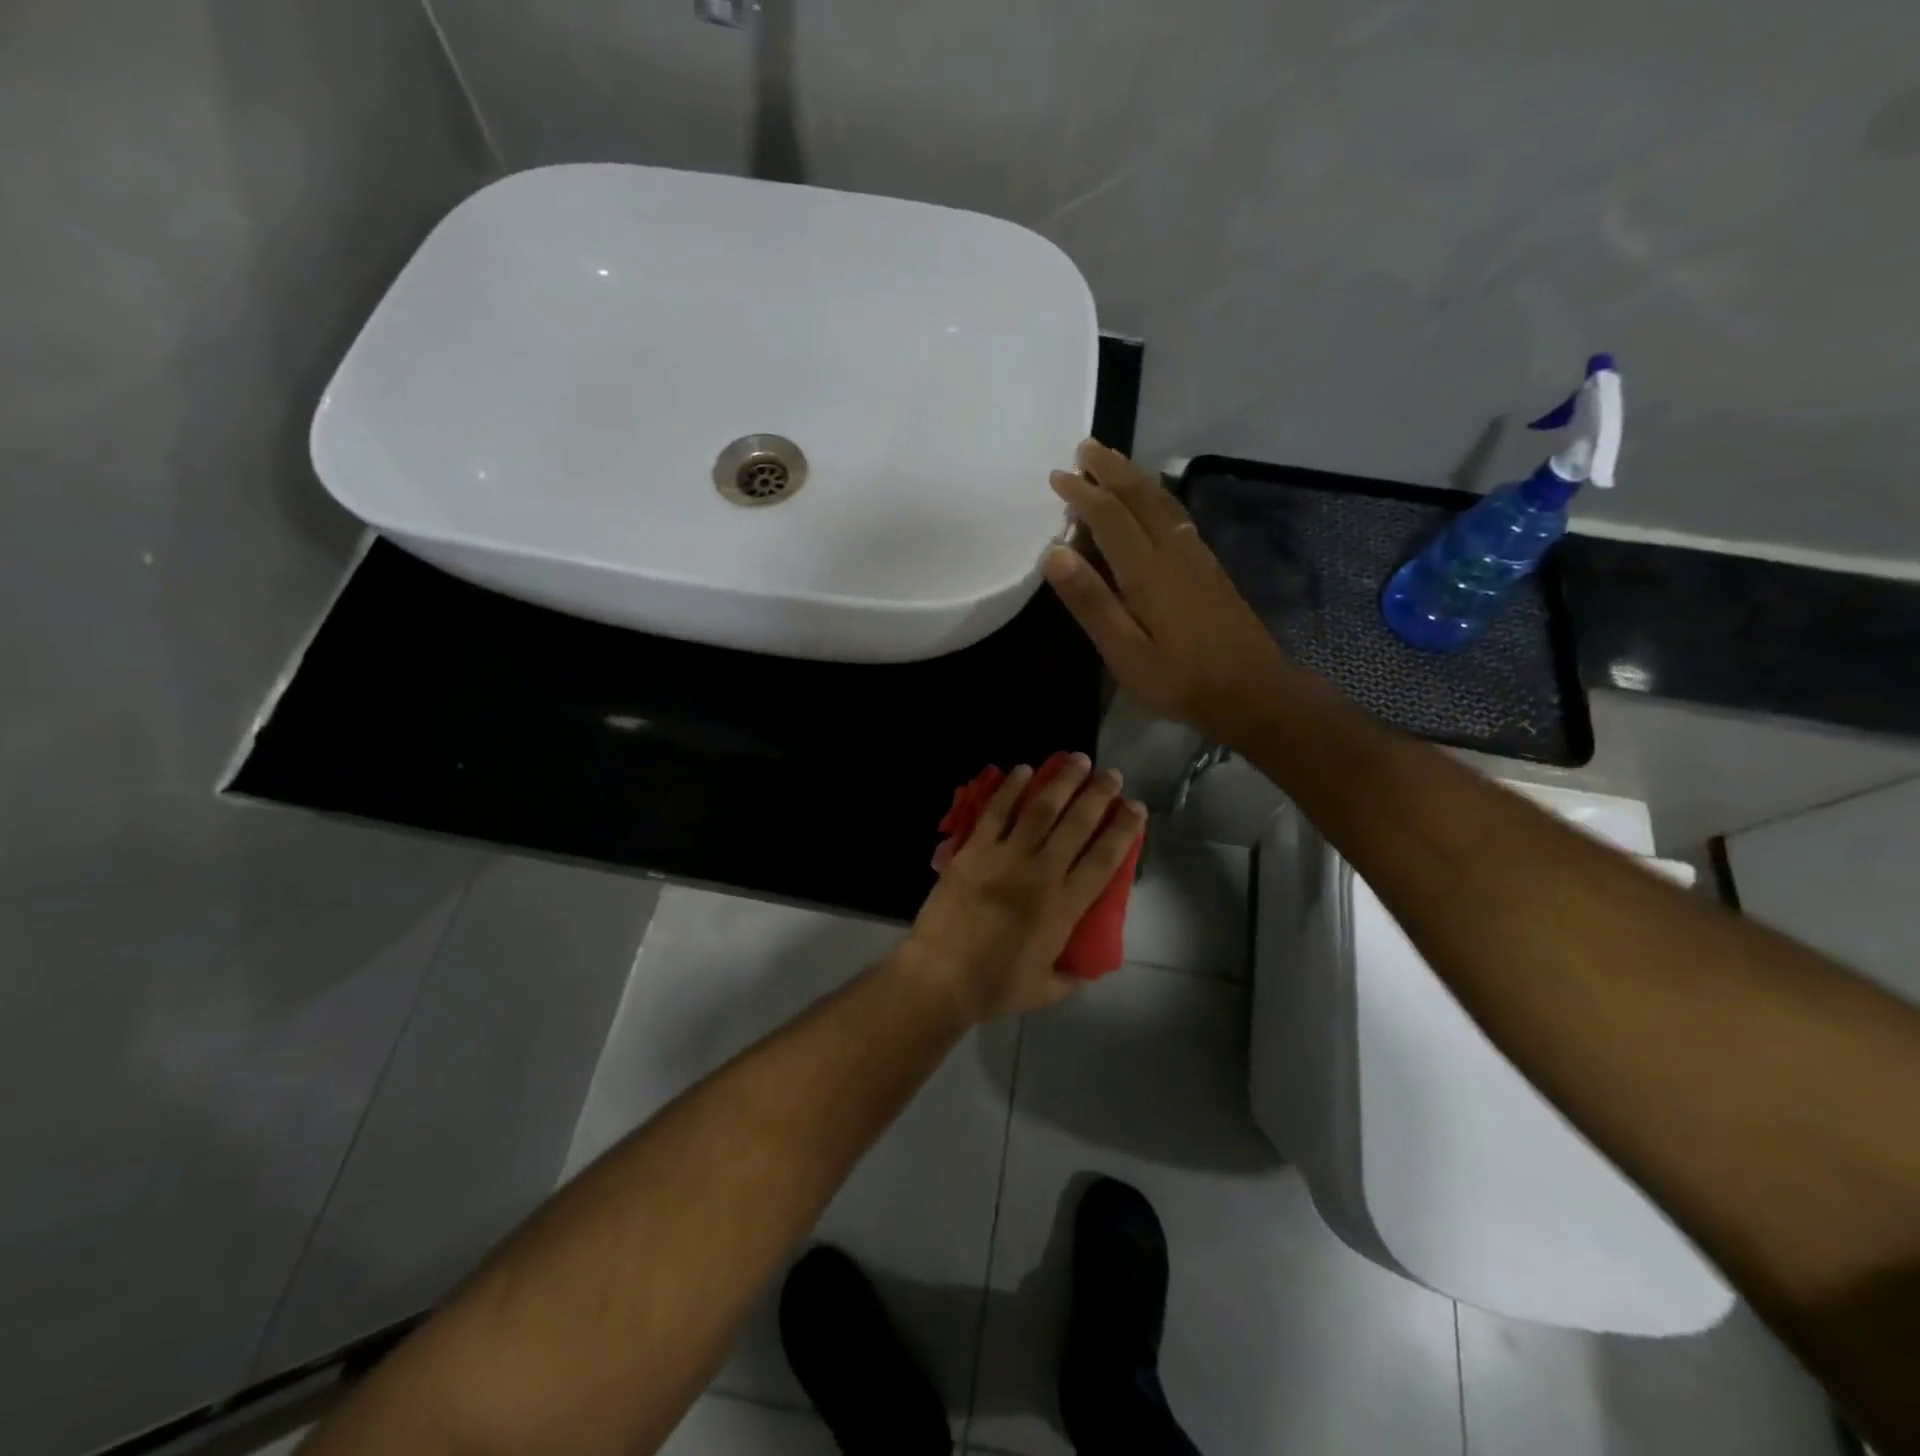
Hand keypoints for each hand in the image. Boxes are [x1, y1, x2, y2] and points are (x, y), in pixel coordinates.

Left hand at [900, 753, 1144, 1024]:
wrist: (941, 976)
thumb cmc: (994, 986)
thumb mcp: (1044, 990)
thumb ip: (1069, 977)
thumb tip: (1082, 969)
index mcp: (1064, 906)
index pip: (1104, 859)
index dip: (1123, 831)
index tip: (1135, 808)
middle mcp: (1041, 873)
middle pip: (1077, 824)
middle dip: (1098, 795)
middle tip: (1111, 775)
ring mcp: (1006, 857)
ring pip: (1040, 809)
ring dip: (1061, 781)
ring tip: (1076, 760)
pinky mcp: (974, 850)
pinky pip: (996, 812)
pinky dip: (1010, 789)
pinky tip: (1022, 770)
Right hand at [1044, 440, 1295, 745]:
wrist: (1253, 691)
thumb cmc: (1180, 679)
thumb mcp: (1124, 652)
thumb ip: (1091, 601)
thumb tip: (1055, 552)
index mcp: (1147, 570)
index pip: (1109, 517)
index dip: (1082, 493)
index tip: (1057, 476)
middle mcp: (1173, 550)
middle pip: (1139, 497)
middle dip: (1110, 470)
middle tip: (1085, 447)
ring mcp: (1197, 556)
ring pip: (1162, 501)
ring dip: (1134, 477)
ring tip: (1114, 461)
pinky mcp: (1210, 568)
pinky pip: (1177, 515)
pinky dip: (1157, 496)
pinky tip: (1155, 500)